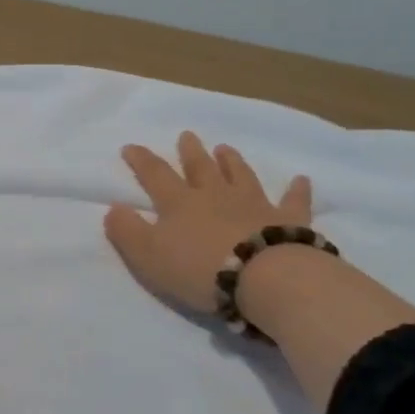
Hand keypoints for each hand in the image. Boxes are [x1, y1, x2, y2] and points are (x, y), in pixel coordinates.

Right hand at [104, 131, 311, 314]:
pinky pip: (292, 201)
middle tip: (187, 135)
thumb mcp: (148, 256)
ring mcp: (253, 204)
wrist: (262, 278)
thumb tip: (113, 208)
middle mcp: (215, 195)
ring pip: (240, 175)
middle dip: (191, 151)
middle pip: (200, 167)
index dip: (141, 160)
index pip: (155, 175)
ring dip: (232, 161)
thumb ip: (127, 231)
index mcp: (179, 203)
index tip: (131, 146)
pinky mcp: (287, 219)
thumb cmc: (199, 269)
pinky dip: (297, 190)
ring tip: (225, 148)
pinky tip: (301, 179)